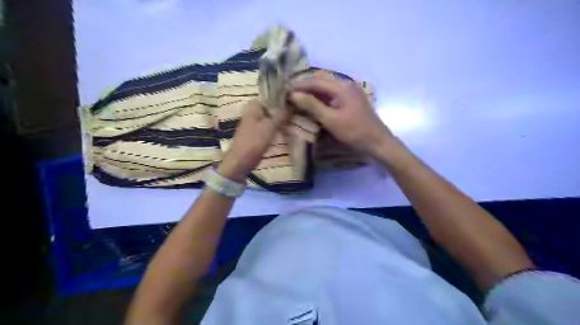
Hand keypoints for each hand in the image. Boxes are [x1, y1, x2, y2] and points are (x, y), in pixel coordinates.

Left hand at [217, 99, 291, 180]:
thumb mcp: (270, 126)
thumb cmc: (254, 141)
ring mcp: (256, 121)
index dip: (285, 96)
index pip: (272, 95)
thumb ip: (282, 114)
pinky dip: (279, 125)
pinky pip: (271, 124)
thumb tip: (295, 102)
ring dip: (284, 117)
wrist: (241, 161)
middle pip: (273, 105)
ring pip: (273, 115)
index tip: (299, 98)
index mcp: (254, 105)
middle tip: (301, 108)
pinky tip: (290, 125)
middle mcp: (254, 110)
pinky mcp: (259, 131)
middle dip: (286, 107)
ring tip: (299, 116)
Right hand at [290, 71, 393, 157]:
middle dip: (304, 85)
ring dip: (312, 90)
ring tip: (298, 96)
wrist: (377, 142)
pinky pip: (332, 93)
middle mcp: (346, 84)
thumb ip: (312, 105)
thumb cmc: (354, 131)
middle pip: (321, 80)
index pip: (315, 81)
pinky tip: (313, 101)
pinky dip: (321, 96)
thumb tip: (293, 94)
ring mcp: (350, 91)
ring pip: (327, 86)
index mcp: (341, 86)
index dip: (299, 85)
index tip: (284, 90)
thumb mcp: (331, 120)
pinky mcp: (351, 99)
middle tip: (289, 92)